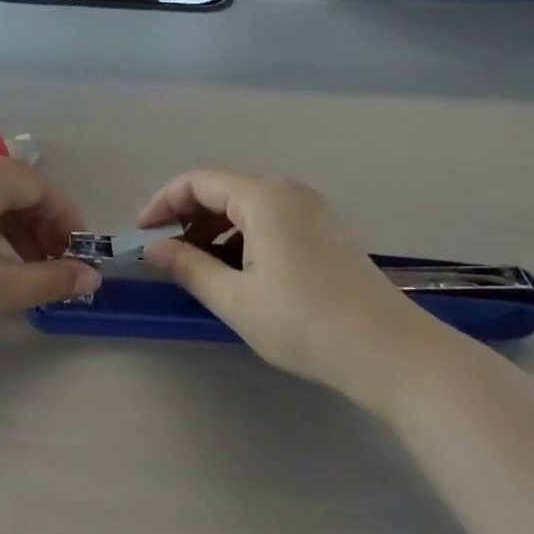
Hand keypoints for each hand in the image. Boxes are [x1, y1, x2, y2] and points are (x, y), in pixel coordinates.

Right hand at [137, 170, 447, 406]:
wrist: (391, 353)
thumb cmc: (306, 324)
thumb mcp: (236, 299)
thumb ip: (189, 266)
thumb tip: (152, 249)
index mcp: (264, 197)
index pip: (199, 181)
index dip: (164, 202)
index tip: (142, 233)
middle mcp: (288, 191)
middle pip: (223, 189)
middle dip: (188, 216)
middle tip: (167, 254)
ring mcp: (312, 208)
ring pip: (247, 205)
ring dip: (215, 228)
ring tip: (198, 267)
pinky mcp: (325, 229)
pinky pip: (271, 218)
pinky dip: (243, 235)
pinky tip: (238, 270)